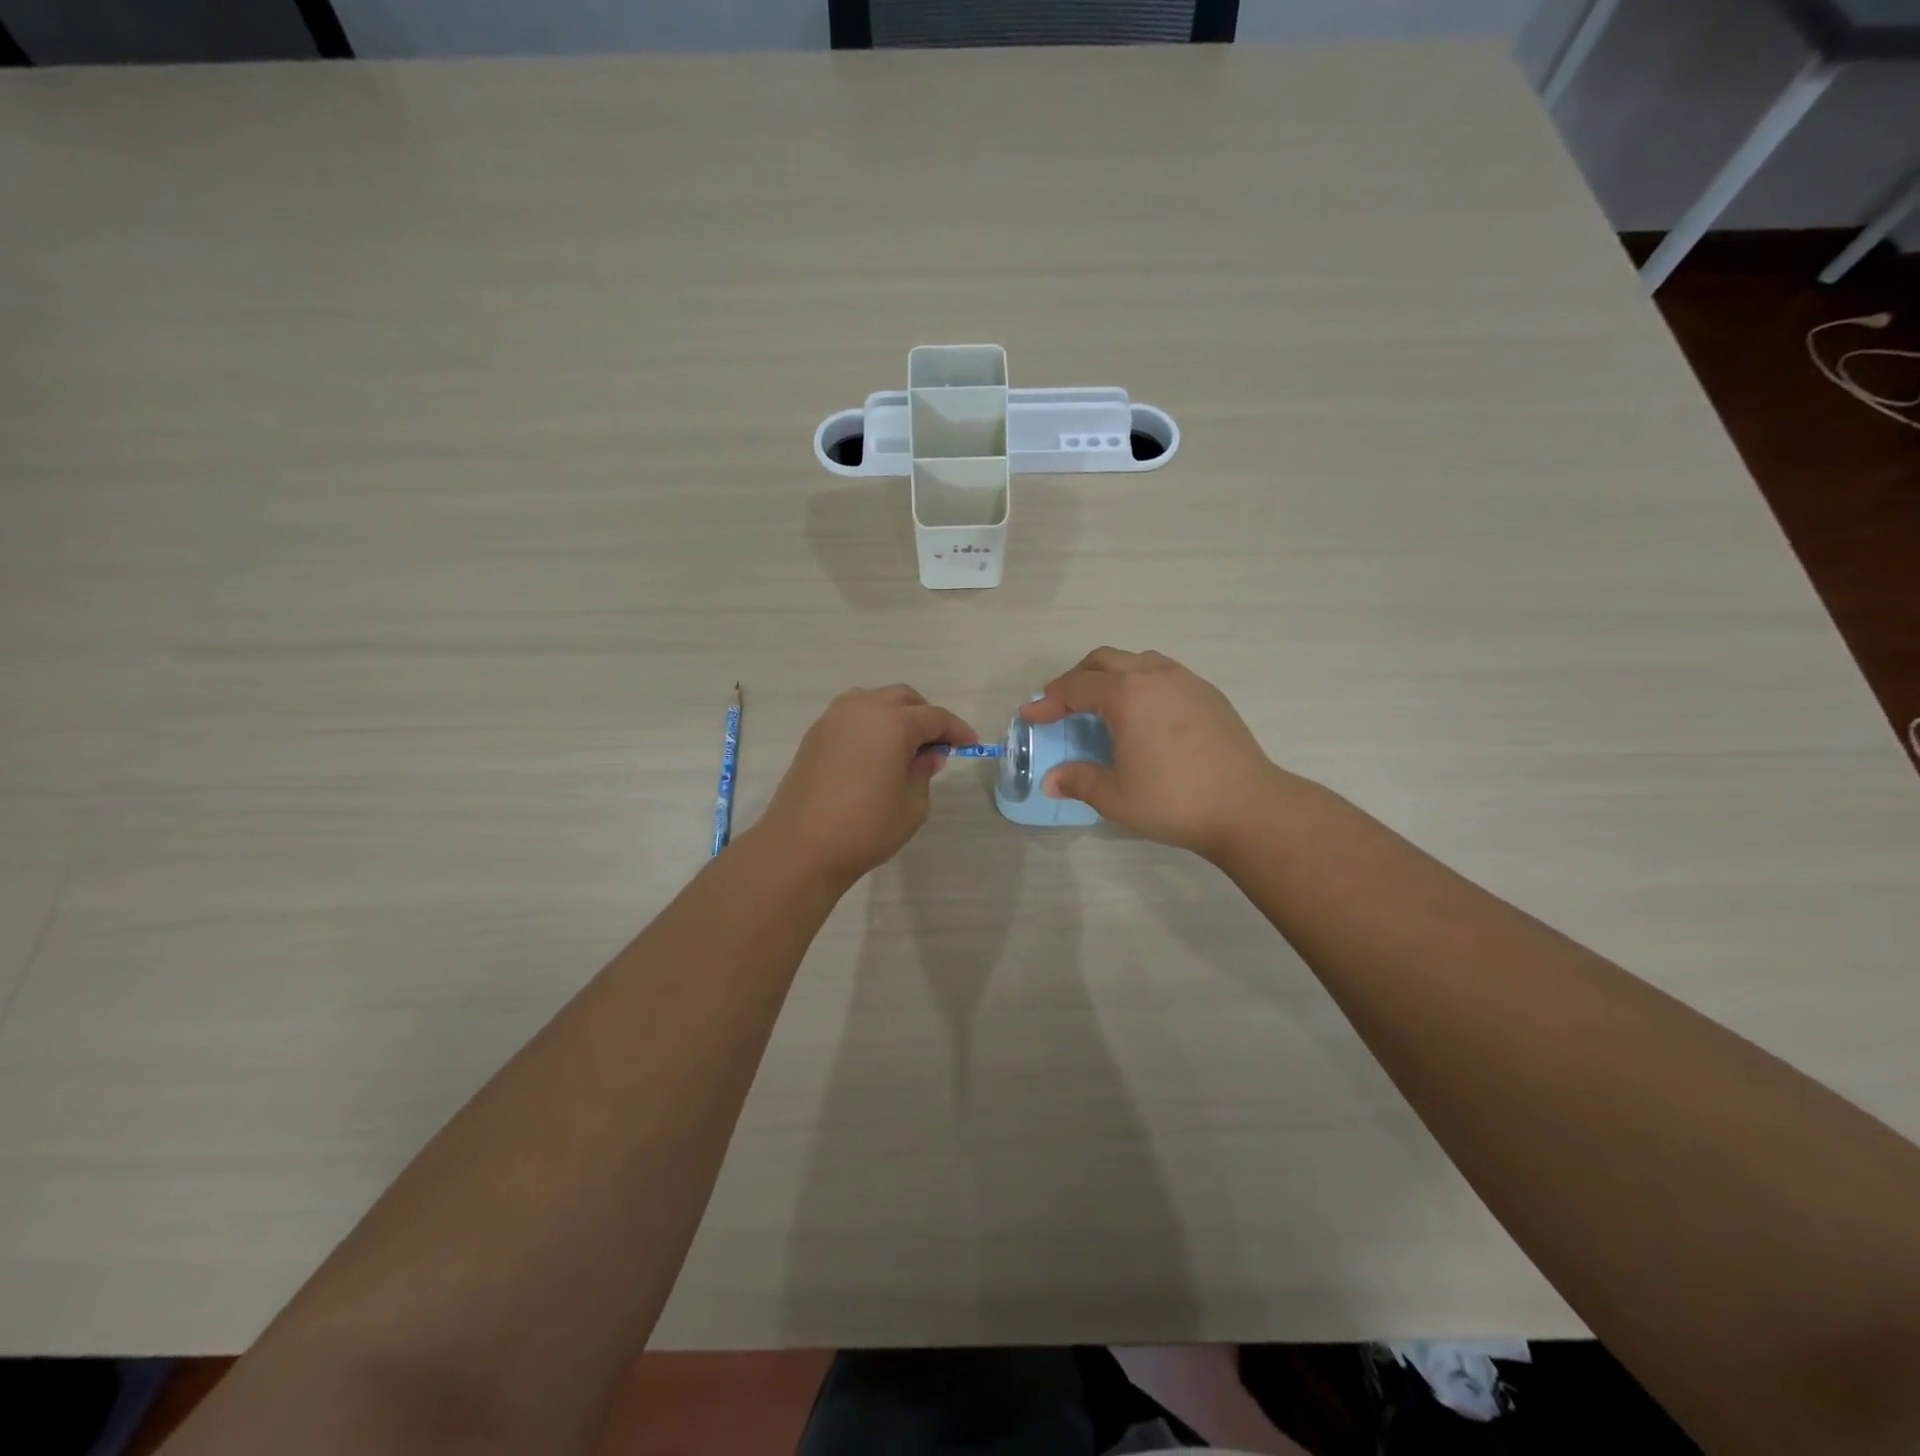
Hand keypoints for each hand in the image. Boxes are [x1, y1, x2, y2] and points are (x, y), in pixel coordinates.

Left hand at [752, 685, 978, 888]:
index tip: (971, 745)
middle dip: (925, 716)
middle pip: (904, 699)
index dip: (957, 730)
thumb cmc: (866, 827)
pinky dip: (870, 725)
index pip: (935, 717)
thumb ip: (924, 771)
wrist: (802, 846)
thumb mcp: (912, 804)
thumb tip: (928, 754)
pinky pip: (852, 716)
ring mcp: (834, 719)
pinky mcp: (815, 735)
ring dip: (895, 715)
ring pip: (874, 701)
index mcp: (893, 722)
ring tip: (904, 747)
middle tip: (937, 745)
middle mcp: (863, 709)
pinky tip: (875, 754)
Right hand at [1022, 648, 1279, 860]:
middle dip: (1076, 679)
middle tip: (1062, 706)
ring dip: (1112, 675)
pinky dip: (1142, 683)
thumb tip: (1051, 780)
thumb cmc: (1174, 800)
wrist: (1248, 806)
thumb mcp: (1115, 796)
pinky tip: (1145, 715)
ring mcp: (1187, 681)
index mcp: (1127, 694)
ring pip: (1138, 661)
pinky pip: (1164, 674)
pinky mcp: (1209, 694)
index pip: (1076, 687)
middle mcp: (1155, 676)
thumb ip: (1078, 781)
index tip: (1030, 715)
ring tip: (1103, 705)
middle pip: (1104, 660)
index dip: (1048, 701)